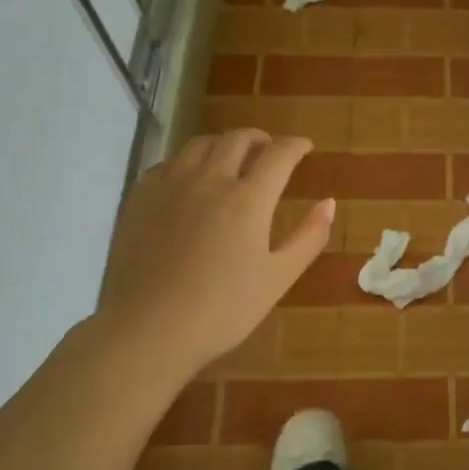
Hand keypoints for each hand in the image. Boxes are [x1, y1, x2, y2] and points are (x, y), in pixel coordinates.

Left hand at [93, 129, 331, 377]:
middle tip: (269, 150)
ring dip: (223, 144)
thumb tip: (328, 203)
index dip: (295, 146)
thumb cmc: (222, 310)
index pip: (279, 155)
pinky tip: (190, 181)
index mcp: (248, 199)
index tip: (305, 147)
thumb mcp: (278, 278)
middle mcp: (209, 180)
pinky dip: (188, 162)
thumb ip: (309, 237)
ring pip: (200, 145)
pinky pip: (168, 164)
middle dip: (260, 139)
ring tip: (231, 159)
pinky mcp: (140, 199)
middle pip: (237, 139)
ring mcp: (169, 186)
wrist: (147, 330)